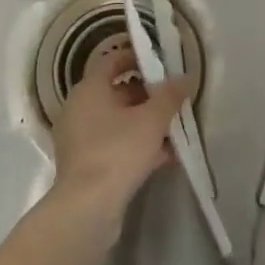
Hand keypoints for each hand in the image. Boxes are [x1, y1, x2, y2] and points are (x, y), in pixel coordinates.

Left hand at [50, 37, 189, 218]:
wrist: (88, 208)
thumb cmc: (118, 151)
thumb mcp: (152, 120)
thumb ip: (170, 95)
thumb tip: (185, 77)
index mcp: (89, 89)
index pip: (112, 61)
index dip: (137, 57)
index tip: (161, 61)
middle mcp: (79, 108)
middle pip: (117, 92)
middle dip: (148, 94)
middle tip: (175, 97)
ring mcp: (80, 138)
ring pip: (118, 121)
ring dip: (146, 122)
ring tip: (176, 128)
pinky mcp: (86, 163)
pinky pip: (115, 144)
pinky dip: (137, 145)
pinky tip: (166, 156)